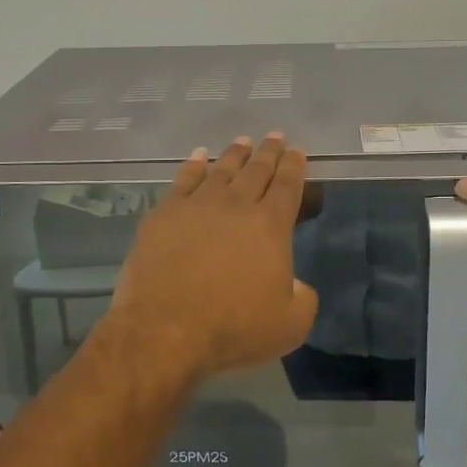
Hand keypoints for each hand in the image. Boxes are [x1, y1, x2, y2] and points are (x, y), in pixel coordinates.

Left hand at [105, 134, 318, 385]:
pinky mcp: (164, 215)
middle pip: (256, 170)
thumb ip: (302, 298)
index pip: (287, 186)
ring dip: (234, 154)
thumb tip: (296, 285)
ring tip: (242, 141)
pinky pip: (183, 180)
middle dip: (268, 152)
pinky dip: (192, 165)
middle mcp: (237, 206)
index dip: (295, 166)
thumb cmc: (233, 328)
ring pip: (221, 170)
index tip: (298, 150)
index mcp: (271, 225)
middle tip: (275, 136)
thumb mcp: (290, 324)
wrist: (165, 330)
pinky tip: (197, 157)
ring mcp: (197, 206)